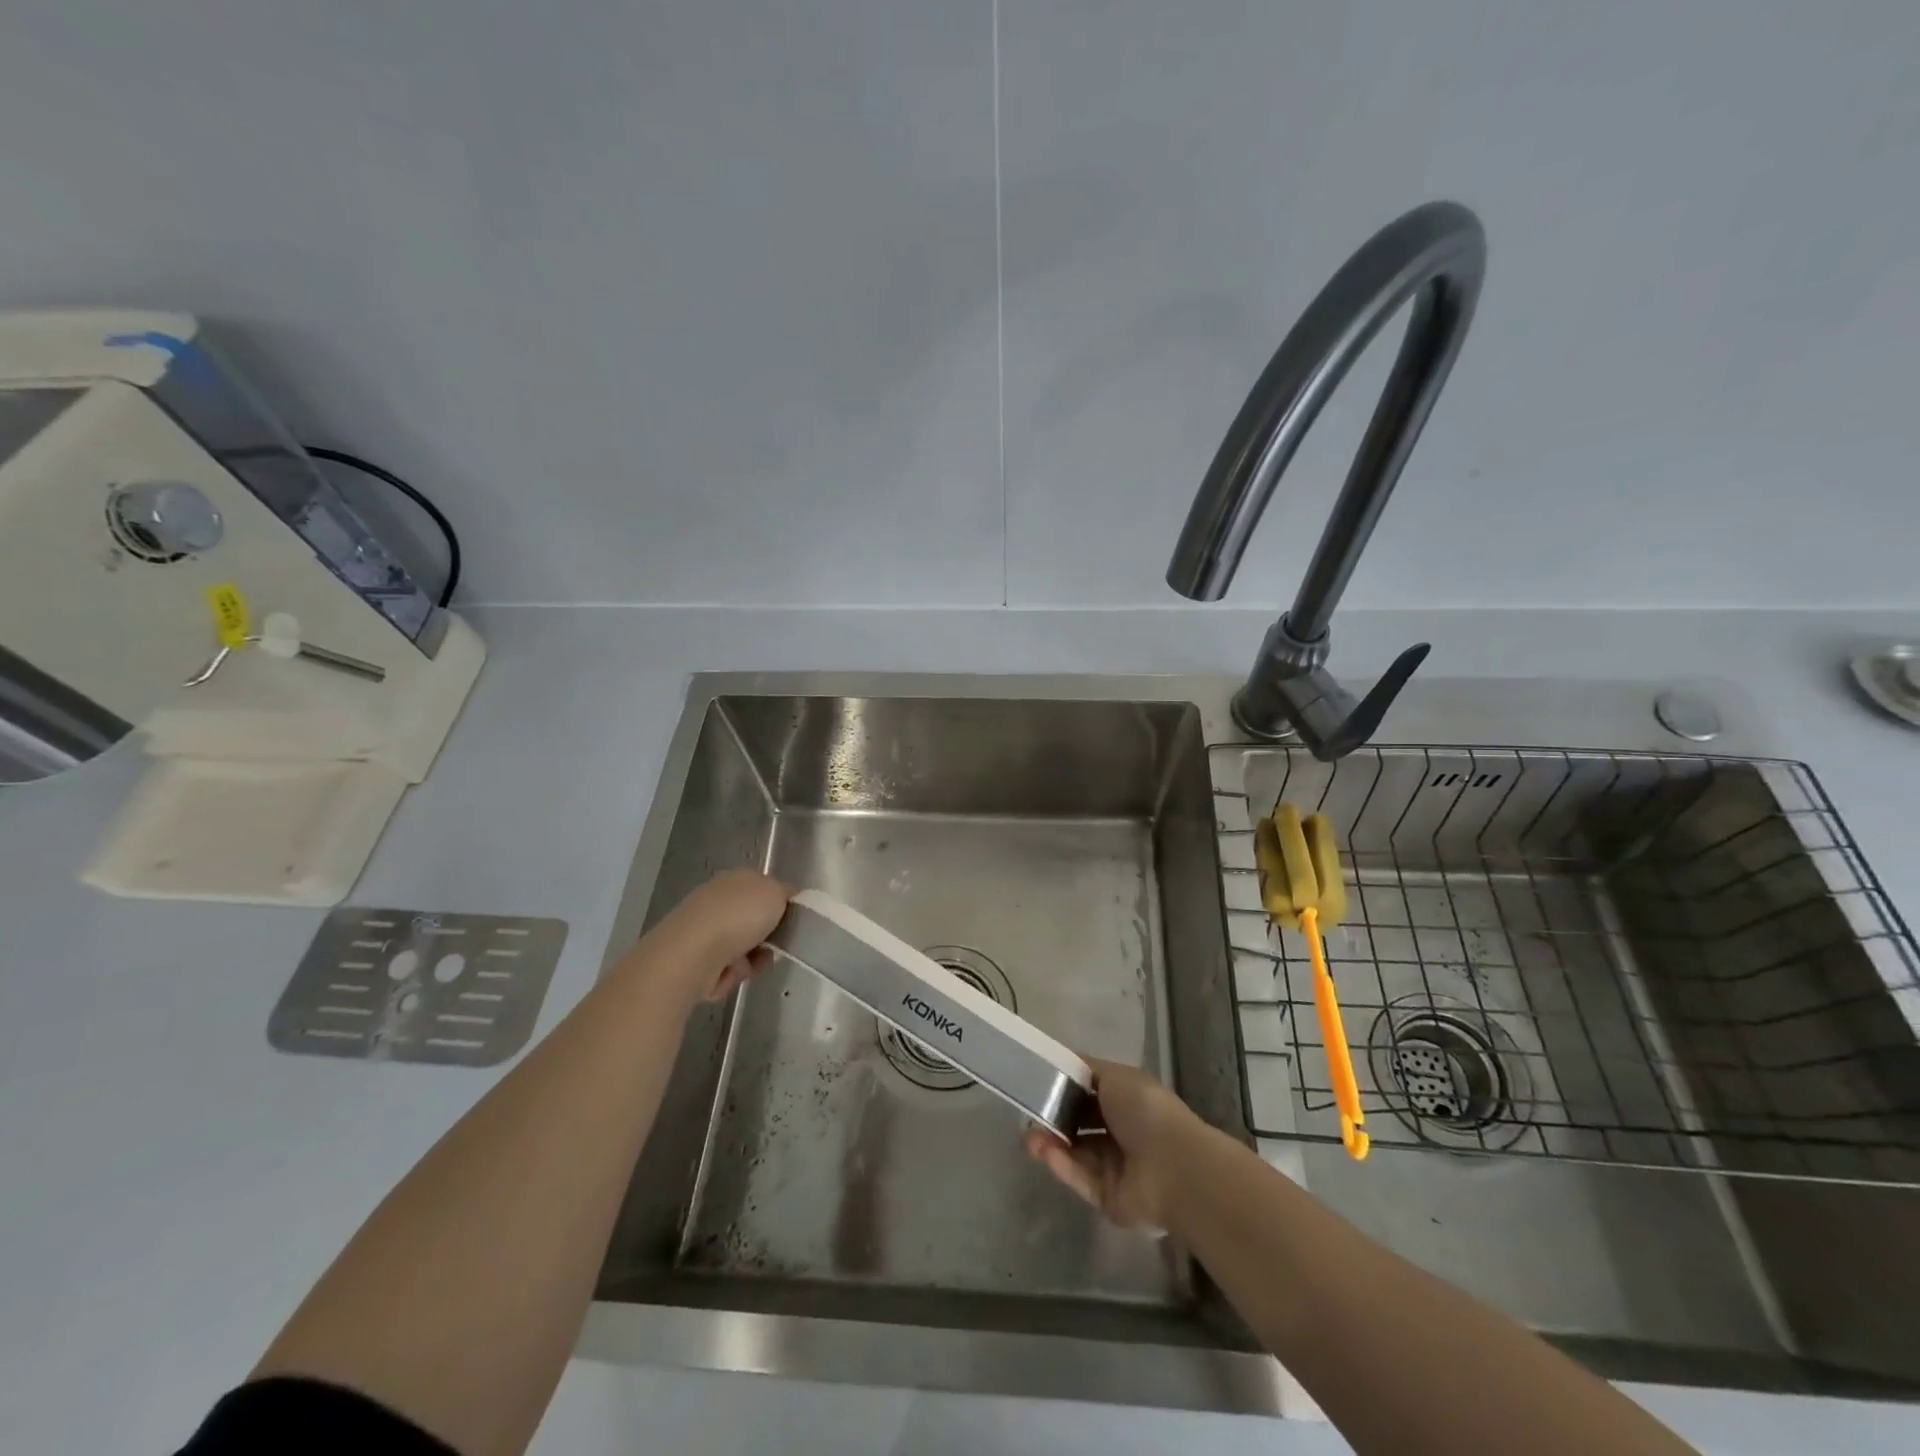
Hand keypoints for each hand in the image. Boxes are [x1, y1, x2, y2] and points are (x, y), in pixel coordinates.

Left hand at [633, 869, 790, 1003]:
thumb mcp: (776, 892)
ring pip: (744, 947)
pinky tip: (730, 973)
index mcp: (736, 879)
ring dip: (754, 959)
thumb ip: (786, 893)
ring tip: (751, 964)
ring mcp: (704, 930)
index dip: (782, 905)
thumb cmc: (739, 916)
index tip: (793, 922)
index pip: (766, 889)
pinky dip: (734, 973)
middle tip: (776, 945)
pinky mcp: (695, 959)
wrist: (692, 954)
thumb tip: (783, 899)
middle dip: (768, 937)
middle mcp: (717, 900)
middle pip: (755, 921)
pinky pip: (727, 968)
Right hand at [1023, 1057, 1204, 1230]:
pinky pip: (1080, 1179)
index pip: (1089, 1093)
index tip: (1037, 1083)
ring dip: (1051, 1143)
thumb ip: (1085, 1068)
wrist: (1173, 1167)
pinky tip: (1044, 1153)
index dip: (1064, 1087)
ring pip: (1075, 1153)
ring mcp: (1115, 1168)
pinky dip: (1062, 1165)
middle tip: (1028, 1115)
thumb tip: (1062, 1061)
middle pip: (1079, 1125)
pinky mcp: (1108, 1198)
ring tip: (1028, 1138)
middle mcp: (1122, 1133)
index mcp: (1127, 1101)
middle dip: (1053, 1119)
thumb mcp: (1114, 1075)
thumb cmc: (1145, 1110)